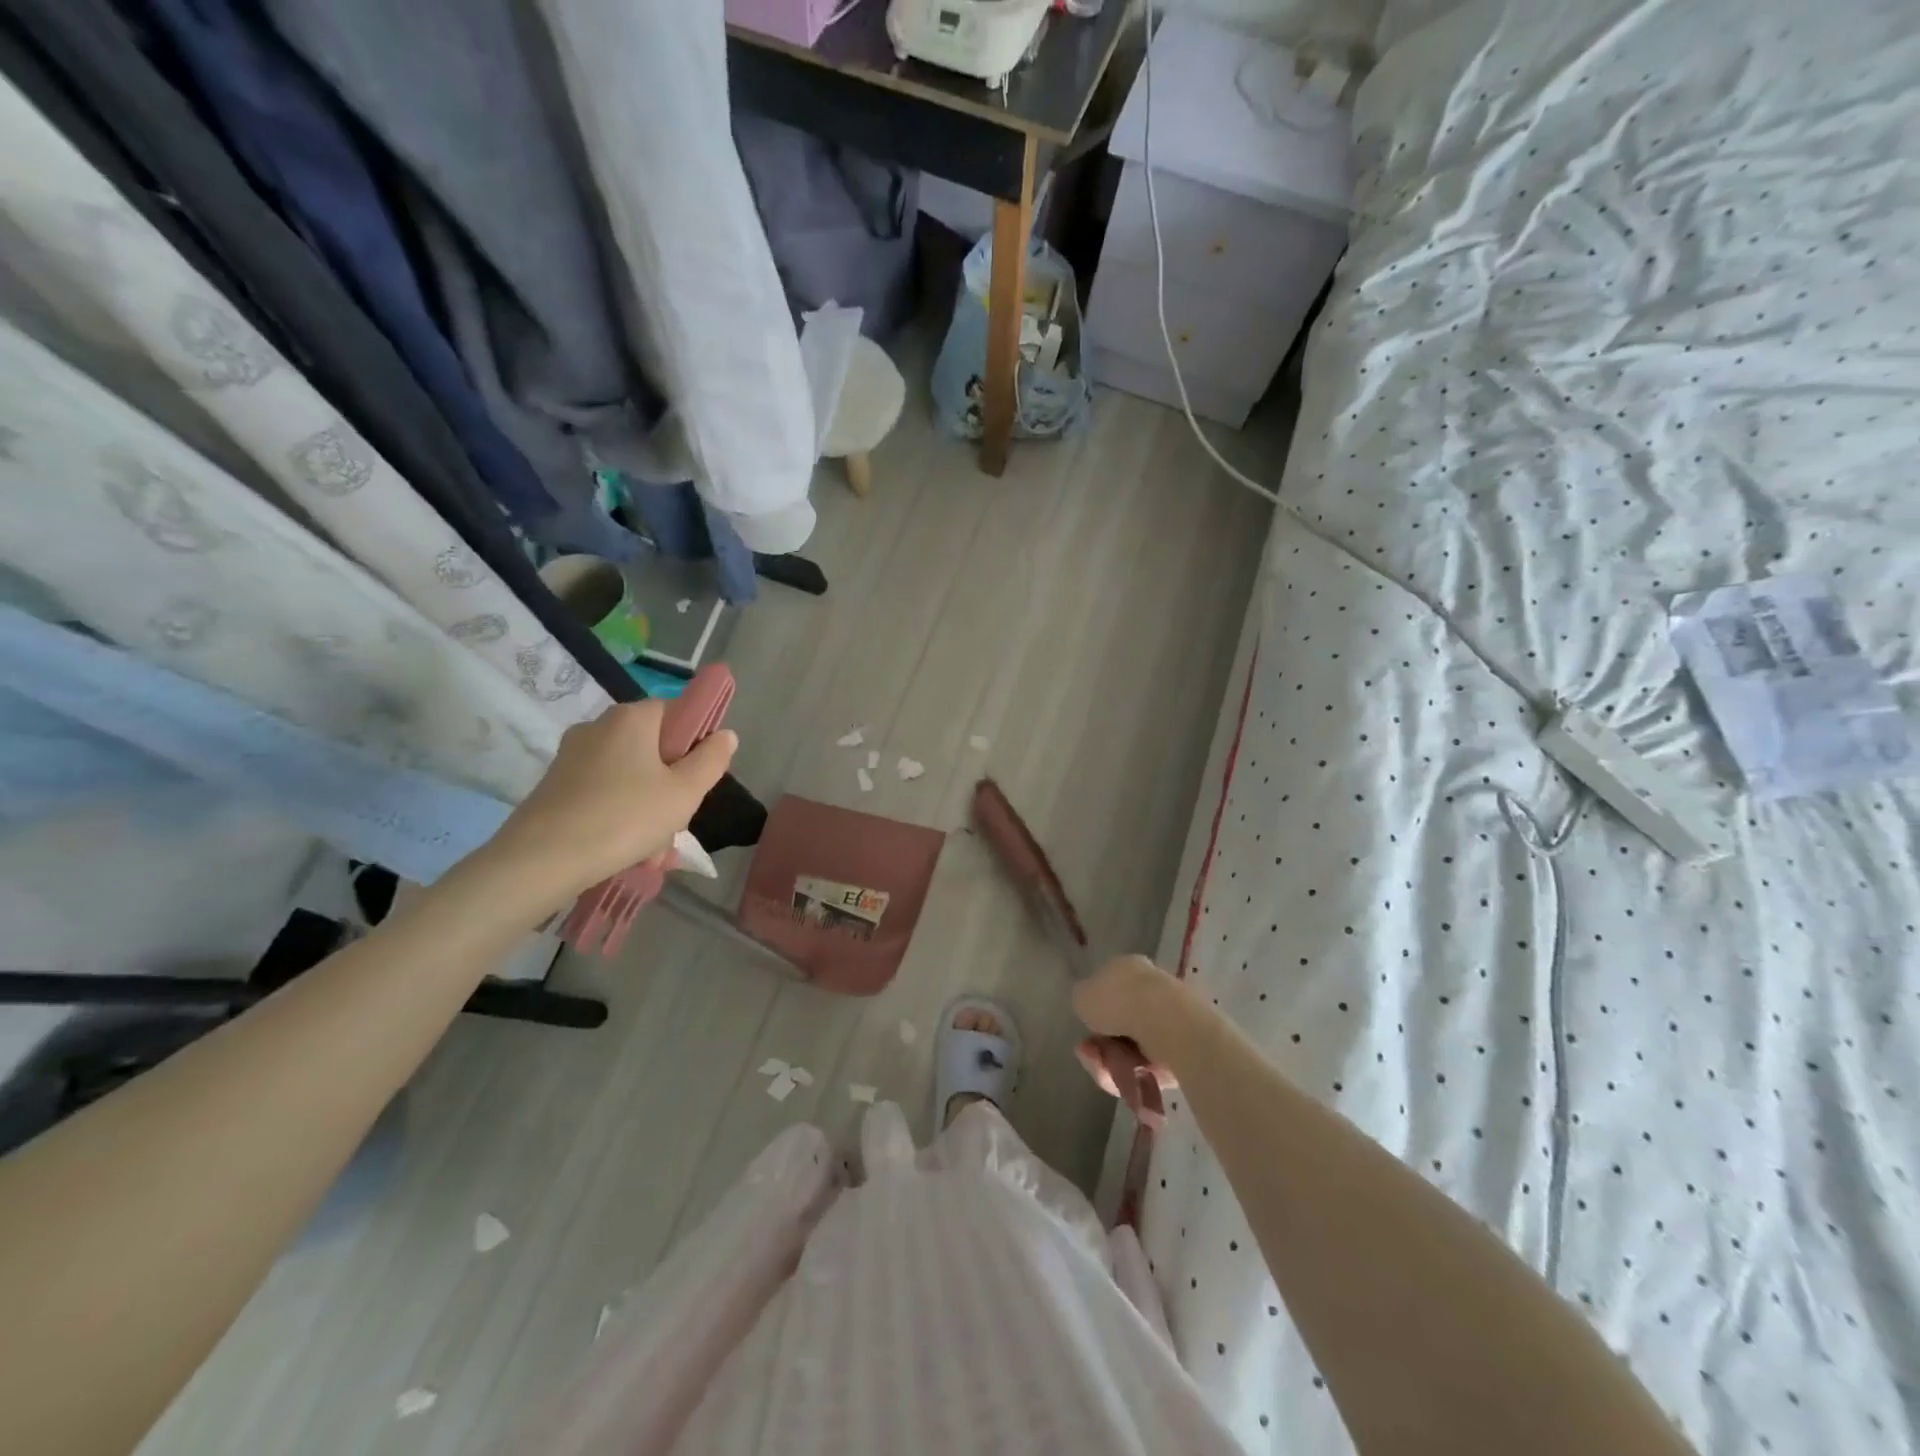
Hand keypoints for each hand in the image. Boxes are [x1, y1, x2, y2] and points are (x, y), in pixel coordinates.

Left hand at [489, 702, 736, 905]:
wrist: (541, 861)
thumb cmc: (625, 818)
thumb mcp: (685, 792)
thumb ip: (711, 760)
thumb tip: (725, 734)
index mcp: (632, 718)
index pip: (677, 712)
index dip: (695, 742)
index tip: (699, 778)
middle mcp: (599, 727)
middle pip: (653, 749)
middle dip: (671, 786)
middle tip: (678, 824)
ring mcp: (572, 756)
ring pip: (630, 777)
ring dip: (648, 810)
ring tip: (654, 852)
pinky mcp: (555, 786)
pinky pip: (603, 795)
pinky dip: (619, 818)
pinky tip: (627, 853)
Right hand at [1072, 955, 1190, 1102]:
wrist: (1165, 1022)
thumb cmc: (1118, 1000)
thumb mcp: (1082, 995)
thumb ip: (1083, 1001)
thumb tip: (1089, 1008)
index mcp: (1128, 968)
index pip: (1106, 992)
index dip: (1092, 1016)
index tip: (1084, 1034)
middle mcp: (1149, 990)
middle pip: (1117, 1027)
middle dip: (1101, 1046)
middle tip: (1090, 1055)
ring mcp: (1167, 1021)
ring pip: (1130, 1050)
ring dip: (1112, 1062)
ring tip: (1106, 1070)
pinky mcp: (1181, 1050)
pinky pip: (1149, 1067)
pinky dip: (1134, 1074)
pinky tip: (1127, 1076)